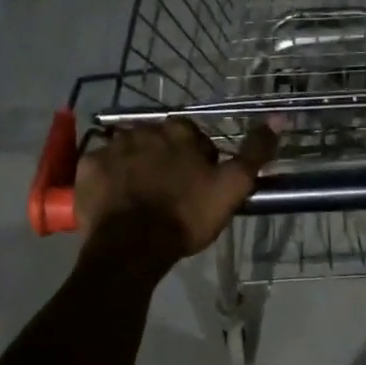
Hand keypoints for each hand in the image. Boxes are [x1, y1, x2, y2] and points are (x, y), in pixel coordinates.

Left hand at [75, 117, 279, 256]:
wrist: (133, 247)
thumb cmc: (186, 216)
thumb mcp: (232, 186)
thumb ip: (255, 152)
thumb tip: (279, 117)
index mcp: (178, 131)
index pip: (192, 134)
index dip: (198, 157)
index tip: (199, 182)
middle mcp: (143, 129)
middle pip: (158, 140)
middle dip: (164, 158)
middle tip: (170, 191)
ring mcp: (111, 147)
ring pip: (129, 150)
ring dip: (136, 165)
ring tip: (141, 196)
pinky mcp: (87, 168)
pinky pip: (100, 166)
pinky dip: (108, 177)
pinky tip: (116, 198)